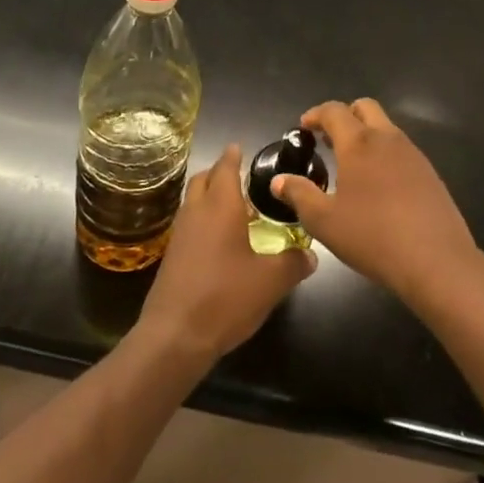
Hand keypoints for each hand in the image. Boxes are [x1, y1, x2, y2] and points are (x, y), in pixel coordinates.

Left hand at [139, 145, 315, 364]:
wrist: (175, 336)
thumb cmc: (226, 297)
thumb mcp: (271, 282)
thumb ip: (293, 263)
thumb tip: (311, 254)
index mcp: (221, 207)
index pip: (225, 168)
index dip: (233, 156)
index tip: (240, 146)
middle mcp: (196, 212)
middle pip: (203, 179)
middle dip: (219, 173)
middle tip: (241, 177)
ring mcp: (180, 235)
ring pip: (193, 202)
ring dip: (210, 197)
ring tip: (235, 209)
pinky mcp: (172, 257)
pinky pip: (189, 225)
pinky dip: (203, 221)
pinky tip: (220, 242)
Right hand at [274, 99, 480, 307]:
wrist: (437, 261)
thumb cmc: (372, 237)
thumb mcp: (324, 221)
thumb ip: (299, 195)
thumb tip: (279, 180)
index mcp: (359, 143)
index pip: (334, 111)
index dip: (315, 114)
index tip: (304, 127)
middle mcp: (388, 139)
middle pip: (365, 108)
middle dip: (344, 116)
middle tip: (327, 140)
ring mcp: (414, 154)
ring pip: (386, 128)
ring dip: (366, 135)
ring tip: (350, 165)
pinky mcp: (430, 174)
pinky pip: (402, 150)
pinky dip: (384, 155)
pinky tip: (378, 186)